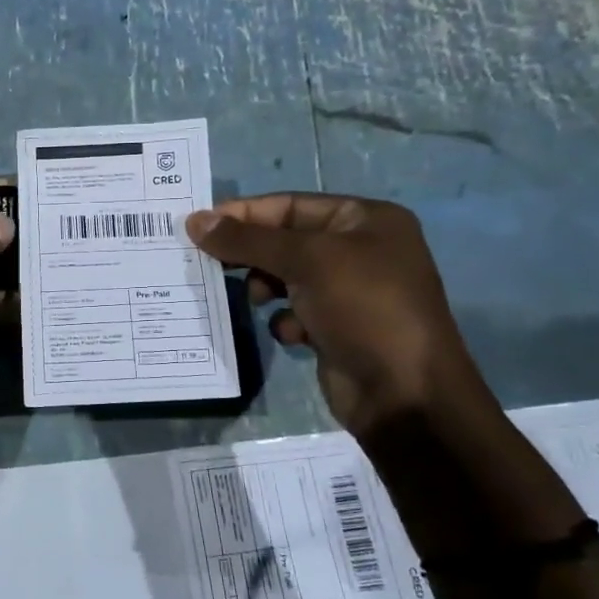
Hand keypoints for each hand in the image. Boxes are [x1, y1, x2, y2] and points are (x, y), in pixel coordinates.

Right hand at [187, 193, 478, 431]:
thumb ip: (247, 240)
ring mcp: (349, 291)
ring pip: (285, 277)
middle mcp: (359, 249)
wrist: (404, 393)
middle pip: (285, 241)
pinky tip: (292, 334)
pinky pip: (294, 311)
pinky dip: (285, 320)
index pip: (290, 205)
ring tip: (258, 301)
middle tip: (211, 265)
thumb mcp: (305, 262)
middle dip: (251, 255)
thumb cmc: (363, 308)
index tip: (199, 227)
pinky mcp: (337, 327)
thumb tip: (195, 220)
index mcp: (365, 219)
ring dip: (265, 288)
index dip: (244, 214)